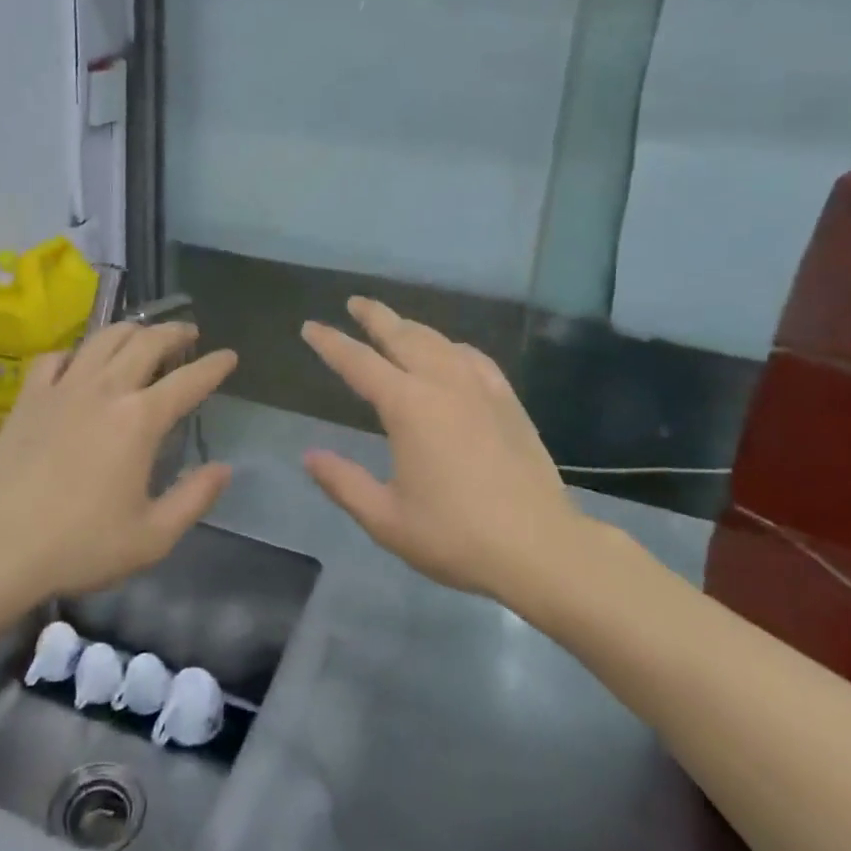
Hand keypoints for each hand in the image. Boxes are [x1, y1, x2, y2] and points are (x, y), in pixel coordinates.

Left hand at [0, 322, 237, 599]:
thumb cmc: (81, 545)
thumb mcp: (152, 537)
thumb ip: (194, 499)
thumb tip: (224, 469)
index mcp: (140, 420)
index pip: (189, 381)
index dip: (214, 366)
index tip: (229, 356)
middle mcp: (105, 390)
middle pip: (146, 343)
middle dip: (174, 332)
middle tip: (189, 333)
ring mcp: (63, 388)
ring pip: (103, 339)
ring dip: (130, 329)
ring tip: (143, 333)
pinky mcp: (29, 397)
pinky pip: (55, 357)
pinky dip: (75, 352)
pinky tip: (79, 360)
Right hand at [301, 298, 584, 599]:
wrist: (540, 547)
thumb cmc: (455, 536)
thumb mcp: (386, 518)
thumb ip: (344, 483)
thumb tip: (310, 456)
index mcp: (407, 406)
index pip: (358, 362)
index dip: (331, 343)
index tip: (311, 327)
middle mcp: (442, 384)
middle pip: (402, 336)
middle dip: (374, 316)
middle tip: (355, 302)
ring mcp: (480, 389)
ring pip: (439, 341)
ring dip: (411, 327)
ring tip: (395, 324)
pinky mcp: (508, 401)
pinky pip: (474, 358)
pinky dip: (452, 347)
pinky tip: (452, 352)